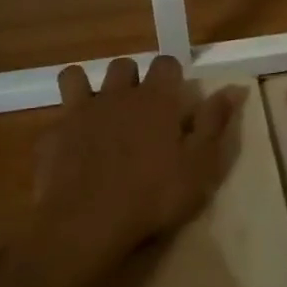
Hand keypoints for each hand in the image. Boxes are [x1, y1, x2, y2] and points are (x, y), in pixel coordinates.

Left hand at [28, 55, 244, 286]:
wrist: (87, 223)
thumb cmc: (153, 196)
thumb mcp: (199, 165)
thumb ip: (214, 123)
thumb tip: (233, 88)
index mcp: (155, 100)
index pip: (166, 63)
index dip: (172, 75)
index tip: (176, 96)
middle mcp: (117, 95)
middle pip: (123, 65)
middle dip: (133, 78)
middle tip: (140, 108)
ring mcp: (80, 112)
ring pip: (78, 77)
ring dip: (89, 87)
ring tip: (99, 114)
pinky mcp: (53, 135)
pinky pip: (56, 117)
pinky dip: (65, 126)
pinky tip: (71, 148)